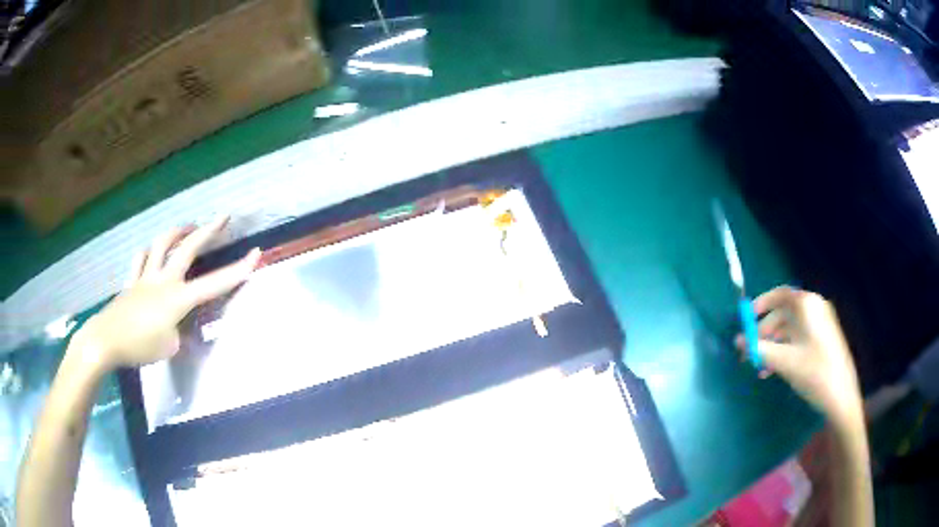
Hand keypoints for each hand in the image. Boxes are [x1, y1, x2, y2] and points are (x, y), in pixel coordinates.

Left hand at [72, 218, 260, 369]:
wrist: (107, 340)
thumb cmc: (140, 346)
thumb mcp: (169, 347)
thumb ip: (178, 333)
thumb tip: (178, 328)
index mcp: (178, 298)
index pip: (214, 284)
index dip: (237, 270)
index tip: (256, 254)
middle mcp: (164, 280)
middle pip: (188, 248)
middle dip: (208, 231)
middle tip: (223, 216)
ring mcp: (145, 277)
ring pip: (162, 244)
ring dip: (177, 232)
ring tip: (187, 227)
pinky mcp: (131, 281)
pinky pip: (140, 259)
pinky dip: (148, 251)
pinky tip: (151, 250)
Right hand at [737, 286, 863, 428]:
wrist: (841, 395)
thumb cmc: (814, 372)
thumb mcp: (784, 362)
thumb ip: (759, 349)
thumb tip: (738, 341)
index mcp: (807, 306)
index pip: (780, 295)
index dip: (761, 305)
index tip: (745, 321)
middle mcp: (814, 309)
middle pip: (782, 314)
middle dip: (764, 333)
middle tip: (749, 353)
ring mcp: (819, 325)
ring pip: (788, 330)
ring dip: (772, 346)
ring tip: (760, 368)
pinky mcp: (821, 341)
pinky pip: (797, 340)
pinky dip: (783, 351)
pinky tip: (773, 370)